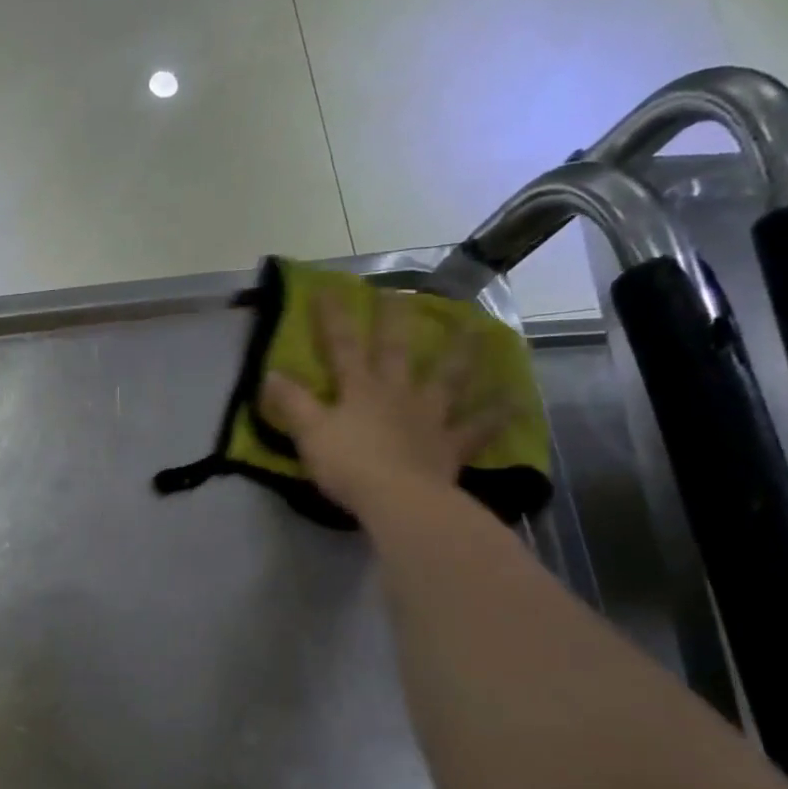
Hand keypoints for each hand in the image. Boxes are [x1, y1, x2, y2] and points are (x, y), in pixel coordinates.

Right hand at [260, 290, 503, 514]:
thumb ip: (292, 402)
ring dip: (462, 353)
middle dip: (395, 321)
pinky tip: (517, 401)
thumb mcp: (310, 433)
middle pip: (397, 351)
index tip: (329, 288)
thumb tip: (270, 373)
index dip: (334, 317)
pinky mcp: (451, 444)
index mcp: (359, 389)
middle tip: (402, 293)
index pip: (342, 346)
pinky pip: (478, 427)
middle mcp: (397, 393)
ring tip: (479, 330)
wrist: (400, 500)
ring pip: (448, 378)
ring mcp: (429, 417)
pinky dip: (497, 414)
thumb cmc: (349, 465)